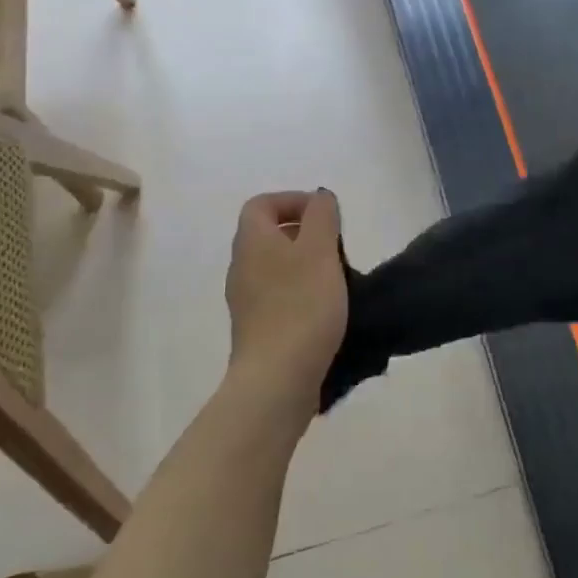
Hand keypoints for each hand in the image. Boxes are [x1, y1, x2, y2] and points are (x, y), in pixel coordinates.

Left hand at [224, 190, 348, 416]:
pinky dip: (300, 292)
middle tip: (335, 247)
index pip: (262, 204)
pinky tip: (324, 310)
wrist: (277, 378)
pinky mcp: (257, 328)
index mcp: (252, 241)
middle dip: (303, 233)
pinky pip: (277, 295)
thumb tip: (319, 198)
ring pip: (274, 266)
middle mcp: (242, 266)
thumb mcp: (320, 251)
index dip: (292, 201)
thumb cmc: (302, 306)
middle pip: (268, 235)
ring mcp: (246, 300)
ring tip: (336, 278)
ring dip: (304, 264)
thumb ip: (322, 216)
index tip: (325, 216)